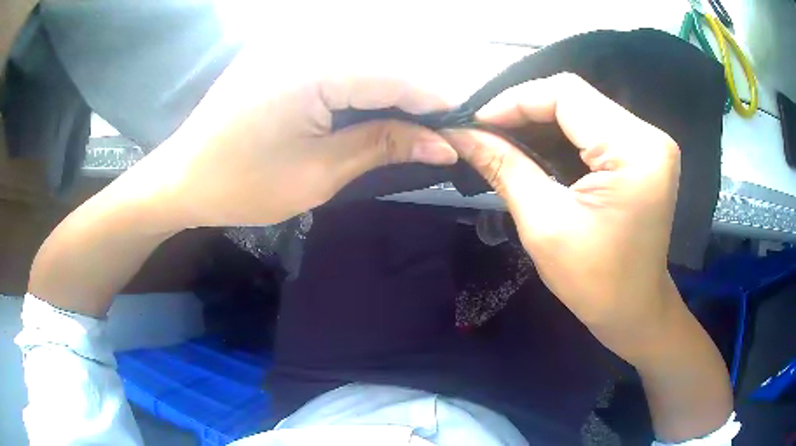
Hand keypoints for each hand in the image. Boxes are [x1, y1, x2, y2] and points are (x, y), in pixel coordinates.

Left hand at [136, 42, 457, 227]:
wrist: (183, 178)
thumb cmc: (242, 185)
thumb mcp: (319, 173)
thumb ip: (384, 145)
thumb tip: (444, 144)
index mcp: (313, 66)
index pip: (397, 75)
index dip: (438, 102)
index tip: (467, 129)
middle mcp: (306, 41)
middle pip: (384, 62)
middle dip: (418, 98)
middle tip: (441, 134)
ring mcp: (291, 43)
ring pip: (364, 61)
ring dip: (392, 93)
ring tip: (412, 127)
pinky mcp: (283, 52)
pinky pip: (338, 63)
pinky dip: (362, 87)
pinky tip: (372, 111)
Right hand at [445, 73, 680, 361]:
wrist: (634, 309)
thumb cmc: (593, 281)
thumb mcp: (543, 223)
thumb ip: (503, 167)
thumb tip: (459, 134)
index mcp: (634, 151)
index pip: (567, 94)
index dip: (515, 100)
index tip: (475, 122)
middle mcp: (649, 136)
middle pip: (576, 96)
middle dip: (524, 109)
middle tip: (484, 130)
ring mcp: (650, 142)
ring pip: (583, 107)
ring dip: (540, 119)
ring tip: (503, 136)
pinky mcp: (644, 153)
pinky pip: (595, 125)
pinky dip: (561, 131)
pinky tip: (535, 144)